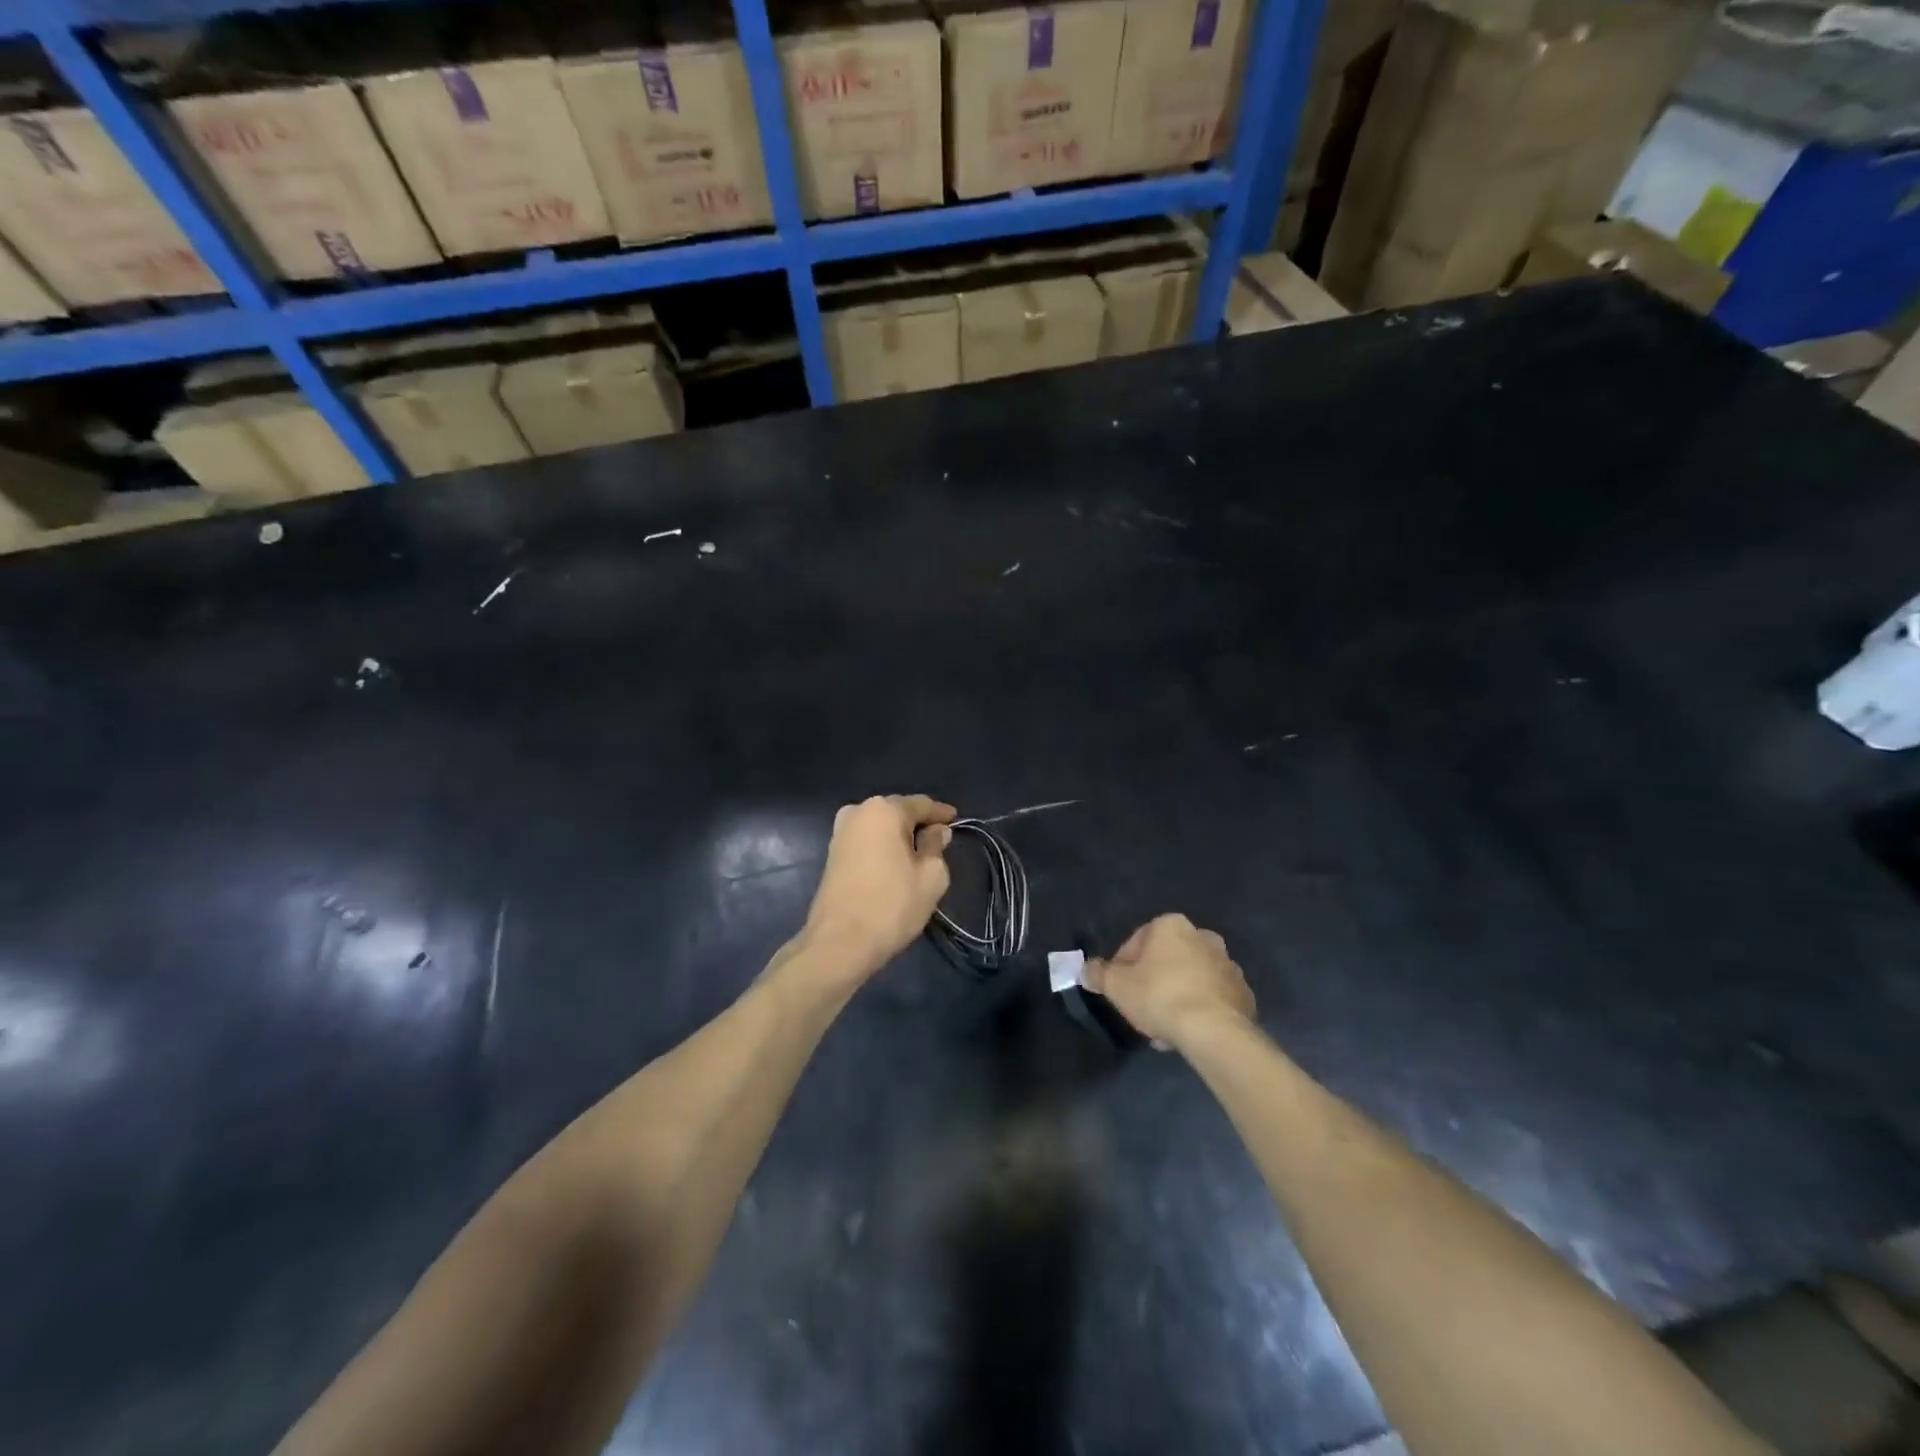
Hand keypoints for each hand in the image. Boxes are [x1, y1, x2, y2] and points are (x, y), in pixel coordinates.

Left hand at [800, 794, 955, 978]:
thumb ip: (936, 846)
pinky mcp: (832, 854)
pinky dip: (883, 847)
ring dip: (899, 836)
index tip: (956, 819)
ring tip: (919, 854)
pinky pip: (867, 840)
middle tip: (940, 839)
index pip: (921, 804)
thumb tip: (936, 832)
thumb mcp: (931, 876)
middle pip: (898, 812)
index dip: (941, 813)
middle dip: (918, 823)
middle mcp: (858, 811)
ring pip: (880, 827)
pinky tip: (896, 862)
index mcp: (884, 810)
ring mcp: (840, 832)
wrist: (840, 943)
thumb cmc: (892, 905)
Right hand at [1085, 914, 1254, 1049]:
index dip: (1123, 967)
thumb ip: (1098, 974)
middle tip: (1142, 1009)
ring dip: (1177, 996)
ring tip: (1164, 1027)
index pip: (1137, 942)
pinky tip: (1187, 1032)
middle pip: (1166, 959)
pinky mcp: (1244, 993)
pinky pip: (1212, 998)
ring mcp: (1228, 964)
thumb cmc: (1159, 996)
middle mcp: (1203, 936)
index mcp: (1171, 925)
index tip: (1119, 991)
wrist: (1214, 1031)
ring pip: (1190, 979)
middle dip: (1153, 982)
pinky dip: (1200, 1009)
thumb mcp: (1116, 985)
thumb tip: (1086, 969)